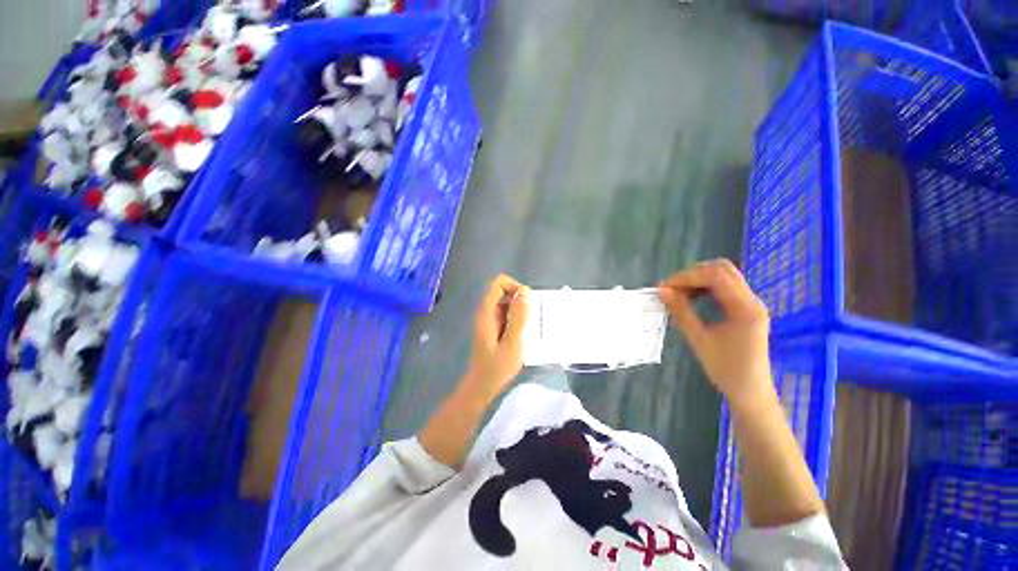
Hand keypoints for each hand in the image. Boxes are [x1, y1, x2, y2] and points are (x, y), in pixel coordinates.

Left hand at [463, 275, 529, 402]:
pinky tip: (523, 336)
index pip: (499, 283)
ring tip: (529, 329)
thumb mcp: (513, 342)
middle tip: (531, 319)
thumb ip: (519, 316)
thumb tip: (525, 290)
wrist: (481, 387)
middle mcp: (485, 312)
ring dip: (520, 311)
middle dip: (520, 301)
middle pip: (503, 292)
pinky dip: (516, 320)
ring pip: (506, 304)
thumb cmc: (497, 367)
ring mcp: (488, 320)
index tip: (528, 303)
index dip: (515, 287)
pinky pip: (506, 315)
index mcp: (487, 312)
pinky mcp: (492, 329)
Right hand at [658, 260, 772, 403]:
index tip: (665, 287)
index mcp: (745, 309)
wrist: (750, 391)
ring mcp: (751, 303)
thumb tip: (662, 291)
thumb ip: (681, 312)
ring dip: (698, 279)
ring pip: (723, 275)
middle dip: (693, 274)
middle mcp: (752, 300)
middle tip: (671, 288)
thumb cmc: (725, 369)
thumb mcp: (699, 340)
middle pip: (722, 269)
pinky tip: (691, 298)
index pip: (716, 276)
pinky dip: (705, 287)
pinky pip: (725, 287)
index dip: (687, 277)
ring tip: (678, 293)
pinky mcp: (746, 308)